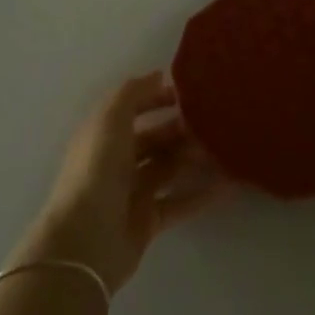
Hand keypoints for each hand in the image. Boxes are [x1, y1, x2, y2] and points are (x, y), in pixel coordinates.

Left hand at [12, 71, 224, 293]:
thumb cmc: (97, 171)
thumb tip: (158, 75)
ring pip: (168, 168)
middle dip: (181, 129)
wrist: (86, 240)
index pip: (132, 107)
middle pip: (153, 139)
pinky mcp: (147, 221)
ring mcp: (131, 192)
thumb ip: (133, 93)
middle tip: (214, 122)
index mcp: (103, 133)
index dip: (156, 97)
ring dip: (194, 158)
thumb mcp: (111, 120)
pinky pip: (179, 202)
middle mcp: (116, 160)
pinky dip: (201, 194)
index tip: (189, 92)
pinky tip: (228, 185)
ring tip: (226, 149)